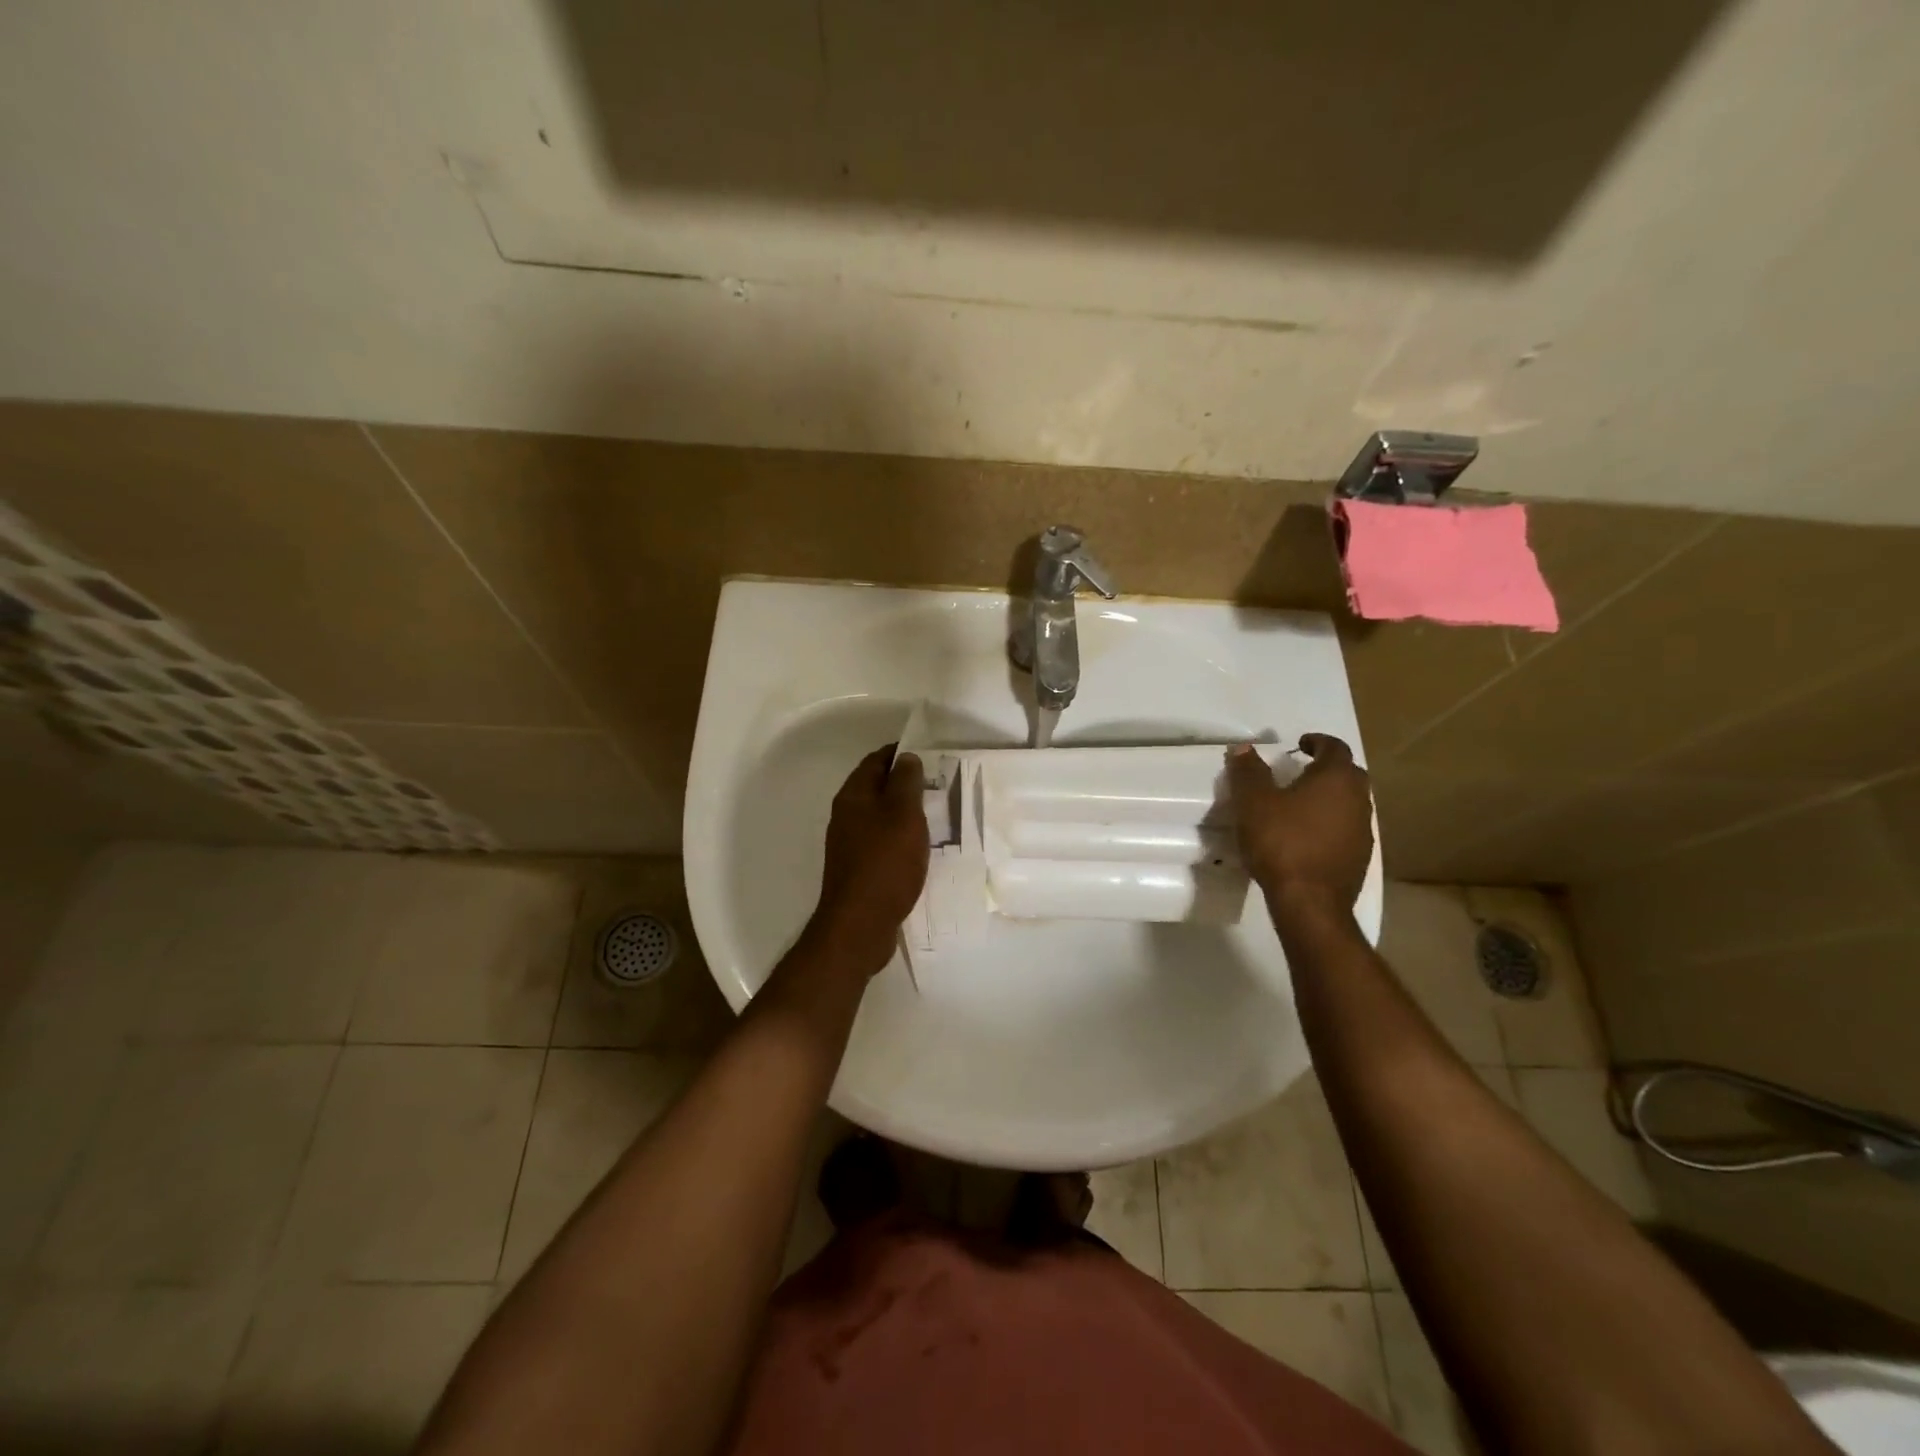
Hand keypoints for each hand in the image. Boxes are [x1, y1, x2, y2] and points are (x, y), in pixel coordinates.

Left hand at [808, 746, 929, 977]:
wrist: (860, 925)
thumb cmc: (885, 863)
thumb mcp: (903, 815)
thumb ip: (905, 782)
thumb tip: (905, 757)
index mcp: (853, 796)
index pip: (875, 761)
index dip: (898, 753)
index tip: (927, 753)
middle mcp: (846, 816)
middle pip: (875, 788)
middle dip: (903, 782)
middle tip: (937, 783)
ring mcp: (850, 844)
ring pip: (879, 816)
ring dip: (903, 812)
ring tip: (935, 813)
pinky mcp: (858, 869)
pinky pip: (881, 842)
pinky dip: (900, 837)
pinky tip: (919, 848)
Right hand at [1227, 735, 1372, 915]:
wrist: (1310, 902)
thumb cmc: (1282, 843)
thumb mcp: (1254, 803)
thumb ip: (1248, 772)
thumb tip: (1243, 748)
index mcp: (1336, 779)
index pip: (1334, 747)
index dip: (1317, 741)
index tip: (1300, 745)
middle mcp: (1358, 799)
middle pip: (1348, 774)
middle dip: (1326, 769)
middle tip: (1300, 772)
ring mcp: (1364, 830)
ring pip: (1349, 803)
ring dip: (1329, 798)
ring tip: (1300, 805)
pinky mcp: (1360, 857)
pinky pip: (1346, 828)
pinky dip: (1330, 824)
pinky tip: (1307, 836)